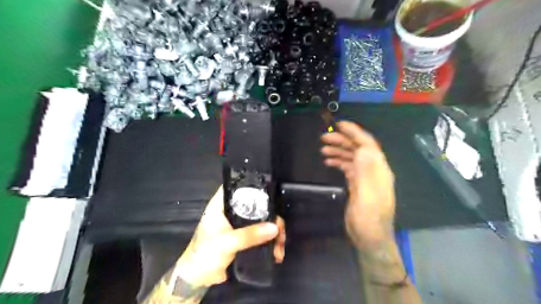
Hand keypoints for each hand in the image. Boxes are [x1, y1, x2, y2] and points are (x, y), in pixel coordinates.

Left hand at [176, 186, 286, 287]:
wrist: (198, 280)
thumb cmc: (204, 255)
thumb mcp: (227, 243)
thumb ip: (249, 235)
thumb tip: (275, 227)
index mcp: (221, 205)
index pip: (237, 186)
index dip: (253, 186)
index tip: (270, 192)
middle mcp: (231, 211)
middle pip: (256, 205)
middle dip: (271, 216)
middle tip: (280, 229)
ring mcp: (239, 224)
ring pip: (261, 220)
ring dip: (273, 232)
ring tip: (280, 246)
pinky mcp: (244, 237)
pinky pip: (261, 234)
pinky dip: (270, 241)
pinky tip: (277, 251)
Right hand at [321, 121, 393, 248]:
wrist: (369, 237)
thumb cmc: (368, 217)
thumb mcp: (368, 194)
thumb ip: (367, 170)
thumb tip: (363, 147)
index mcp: (378, 169)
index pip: (367, 144)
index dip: (354, 132)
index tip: (339, 125)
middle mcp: (373, 170)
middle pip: (357, 149)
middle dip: (342, 141)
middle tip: (324, 138)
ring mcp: (365, 177)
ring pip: (352, 158)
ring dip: (338, 151)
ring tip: (323, 149)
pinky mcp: (358, 185)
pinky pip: (348, 168)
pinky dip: (339, 162)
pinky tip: (329, 161)